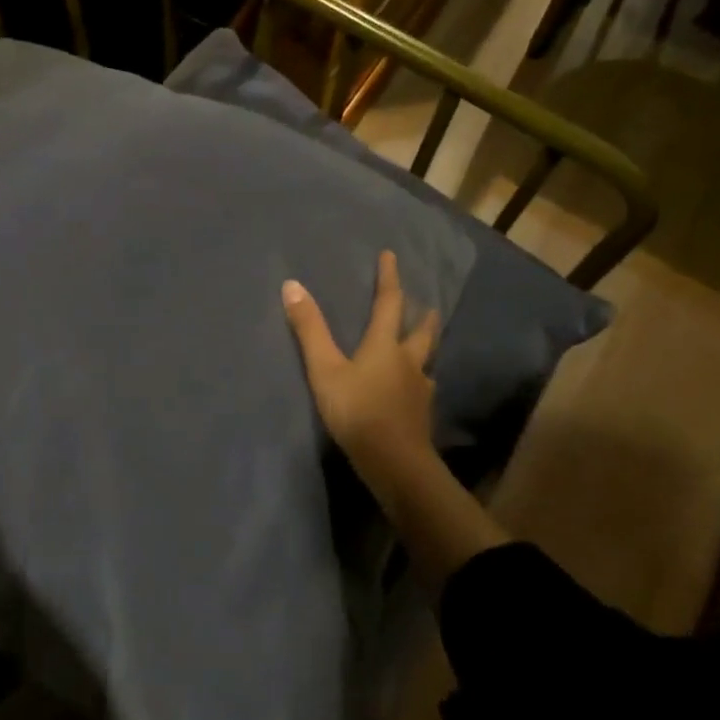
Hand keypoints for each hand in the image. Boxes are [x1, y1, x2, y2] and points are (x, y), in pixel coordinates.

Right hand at [284, 250, 508, 584]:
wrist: (394, 463)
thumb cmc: (357, 411)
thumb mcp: (325, 369)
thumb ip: (309, 330)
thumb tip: (292, 285)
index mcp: (385, 346)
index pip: (389, 304)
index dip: (389, 279)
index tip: (391, 256)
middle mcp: (408, 363)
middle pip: (421, 333)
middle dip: (422, 316)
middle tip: (427, 305)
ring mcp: (419, 391)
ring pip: (426, 362)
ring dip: (424, 349)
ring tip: (421, 347)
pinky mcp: (421, 416)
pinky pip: (422, 390)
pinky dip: (419, 382)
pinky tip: (415, 391)